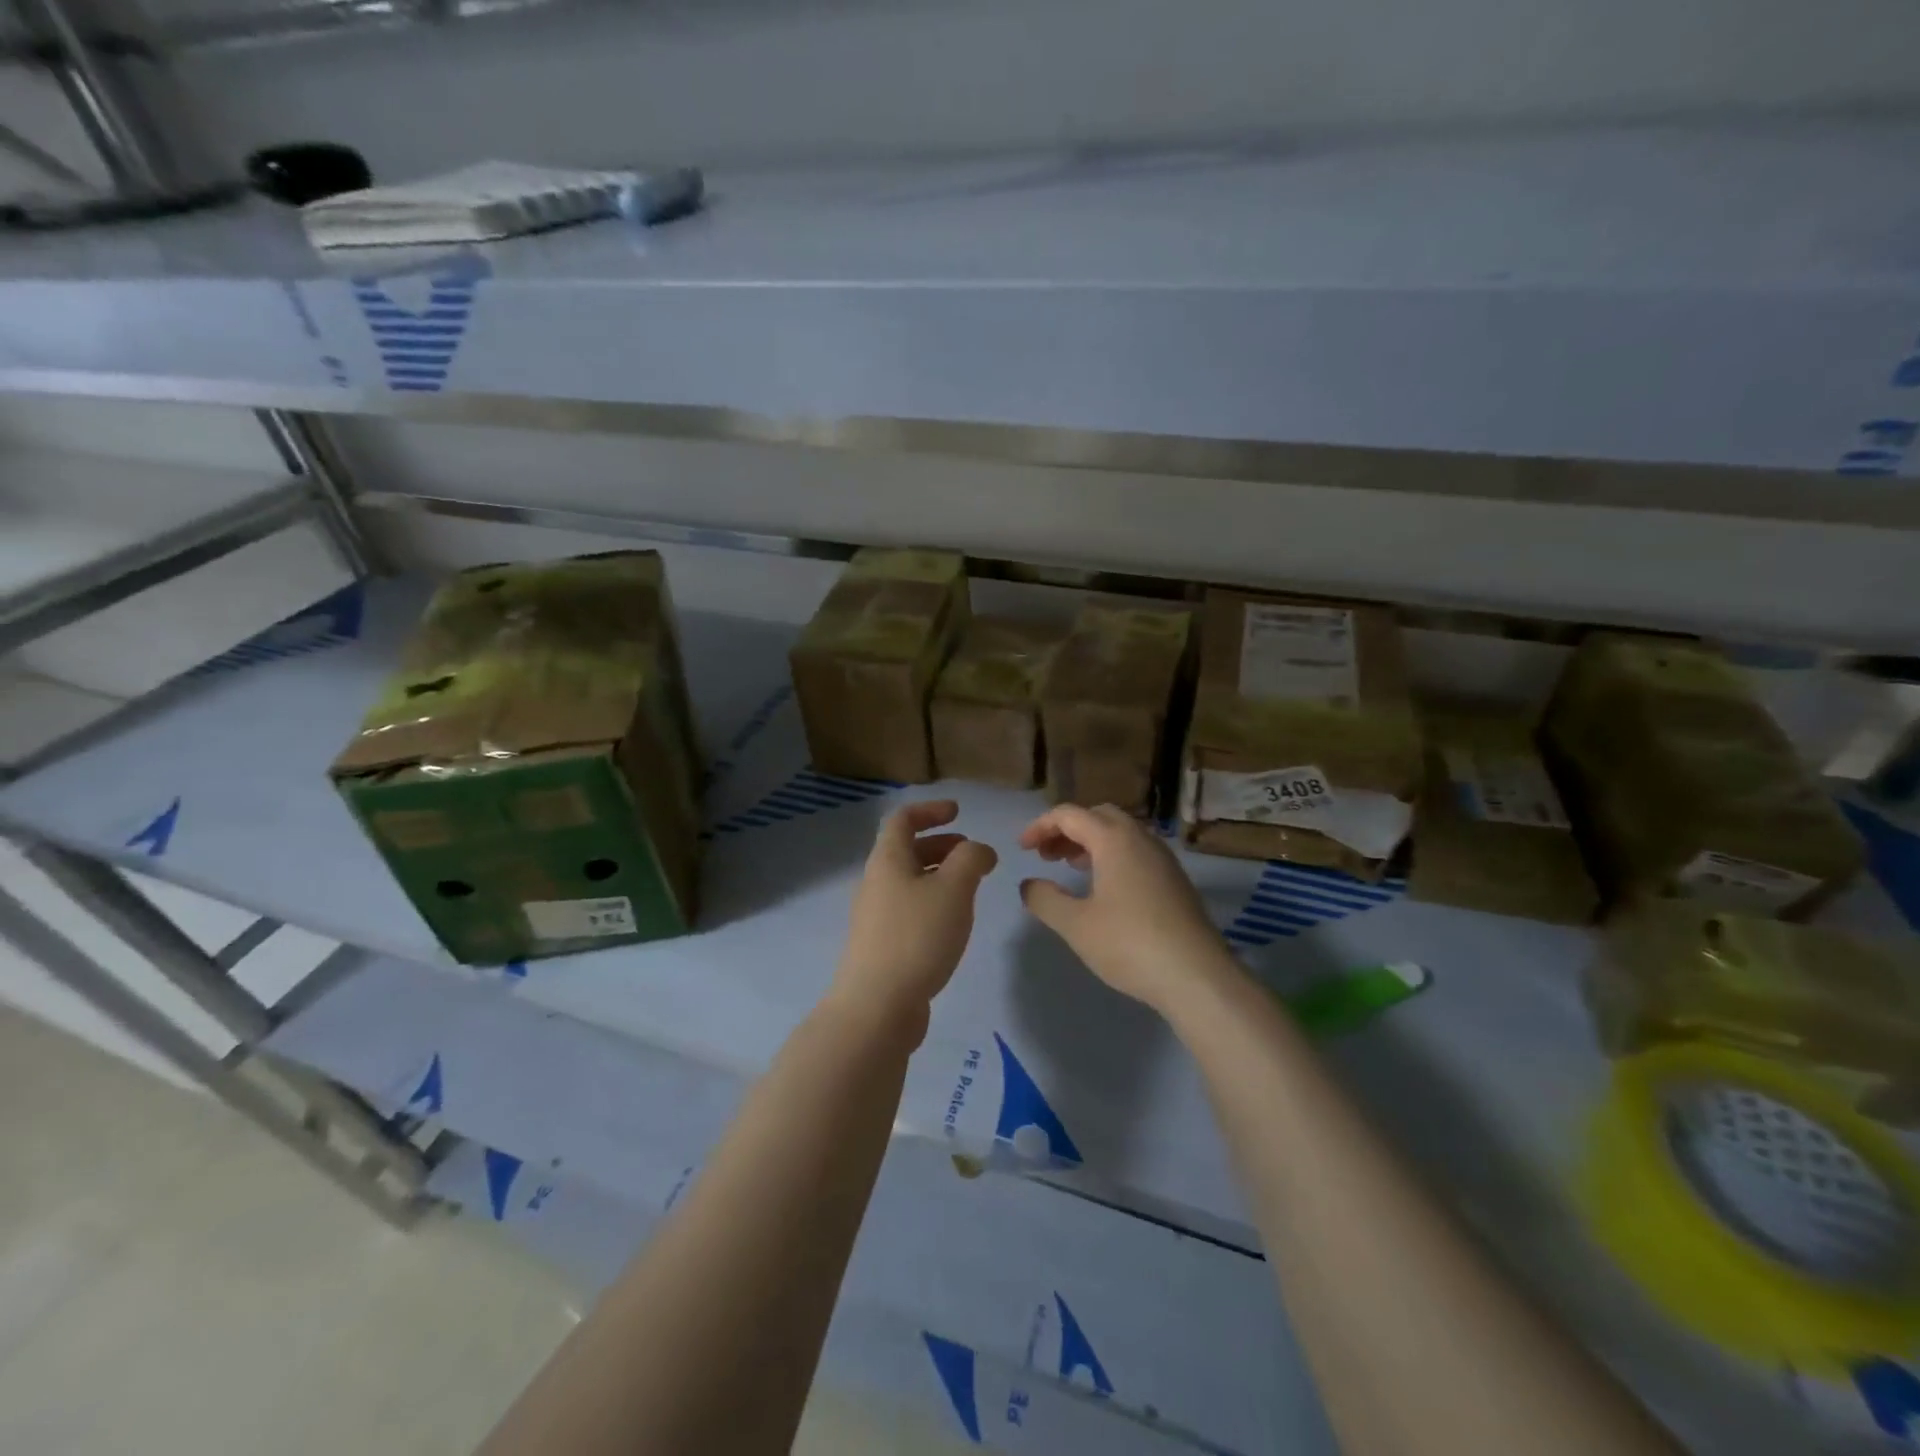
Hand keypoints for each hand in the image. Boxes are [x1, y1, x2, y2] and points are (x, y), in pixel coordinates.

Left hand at [831, 800, 997, 1036]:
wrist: (877, 1007)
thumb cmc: (917, 936)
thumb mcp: (954, 889)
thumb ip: (971, 859)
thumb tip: (978, 849)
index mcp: (887, 860)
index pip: (903, 819)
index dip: (930, 810)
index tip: (958, 812)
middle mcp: (876, 882)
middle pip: (906, 850)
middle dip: (941, 845)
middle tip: (973, 855)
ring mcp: (875, 916)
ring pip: (909, 881)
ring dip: (939, 875)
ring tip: (971, 889)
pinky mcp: (882, 945)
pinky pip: (909, 909)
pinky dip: (933, 902)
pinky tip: (953, 924)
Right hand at [1018, 803, 1238, 1013]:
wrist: (1196, 976)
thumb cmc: (1129, 944)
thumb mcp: (1075, 924)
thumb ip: (1045, 899)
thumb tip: (1029, 884)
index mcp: (1114, 839)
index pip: (1069, 815)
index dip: (1040, 826)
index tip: (1022, 849)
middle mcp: (1140, 838)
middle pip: (1098, 816)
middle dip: (1067, 830)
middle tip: (1046, 855)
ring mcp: (1162, 858)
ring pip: (1120, 833)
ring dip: (1090, 842)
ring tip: (1069, 867)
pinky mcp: (1174, 880)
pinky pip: (1136, 851)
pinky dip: (1111, 856)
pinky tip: (1103, 888)